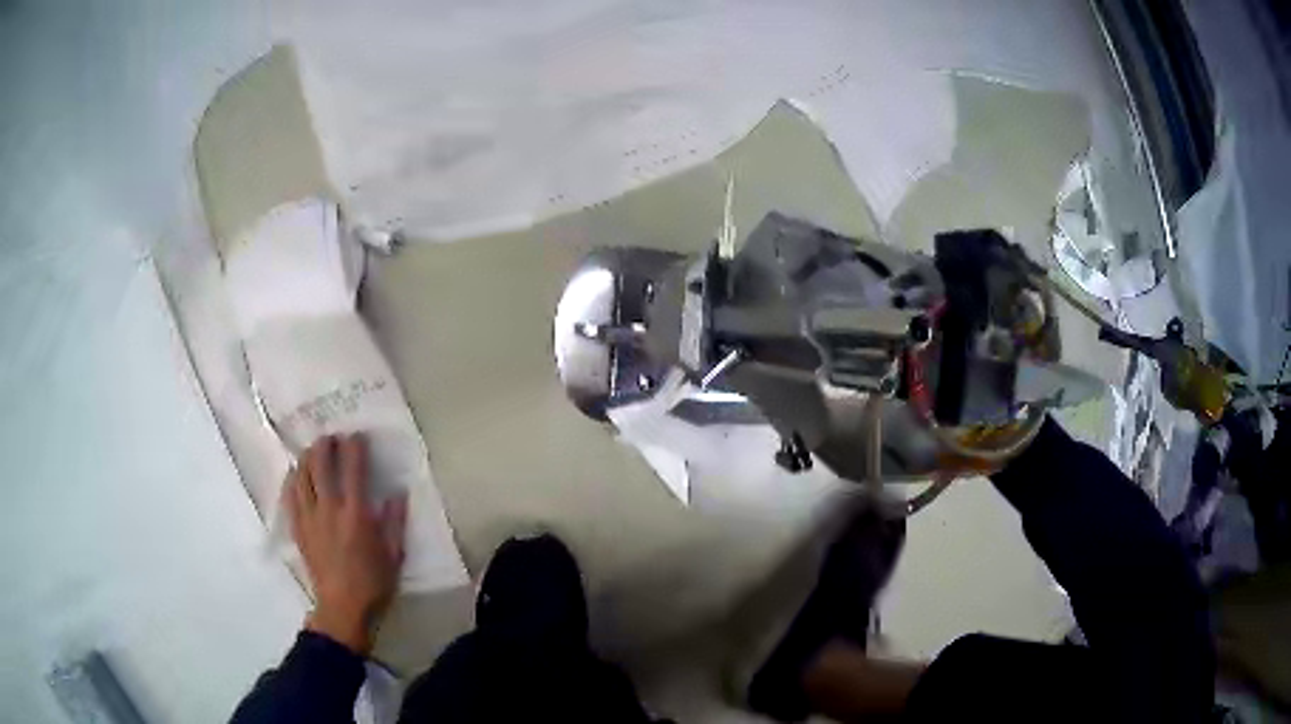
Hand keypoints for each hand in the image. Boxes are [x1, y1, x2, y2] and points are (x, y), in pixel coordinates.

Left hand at [283, 434, 407, 654]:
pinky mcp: (298, 529)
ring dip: (306, 458)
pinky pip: (290, 496)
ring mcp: (310, 518)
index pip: (353, 469)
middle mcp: (329, 509)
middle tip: (331, 438)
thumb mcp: (394, 555)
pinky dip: (292, 480)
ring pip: (301, 476)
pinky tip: (295, 474)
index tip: (357, 436)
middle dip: (325, 445)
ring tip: (312, 451)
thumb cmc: (373, 583)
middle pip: (320, 465)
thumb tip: (398, 493)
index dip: (355, 448)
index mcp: (356, 515)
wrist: (342, 608)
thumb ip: (395, 522)